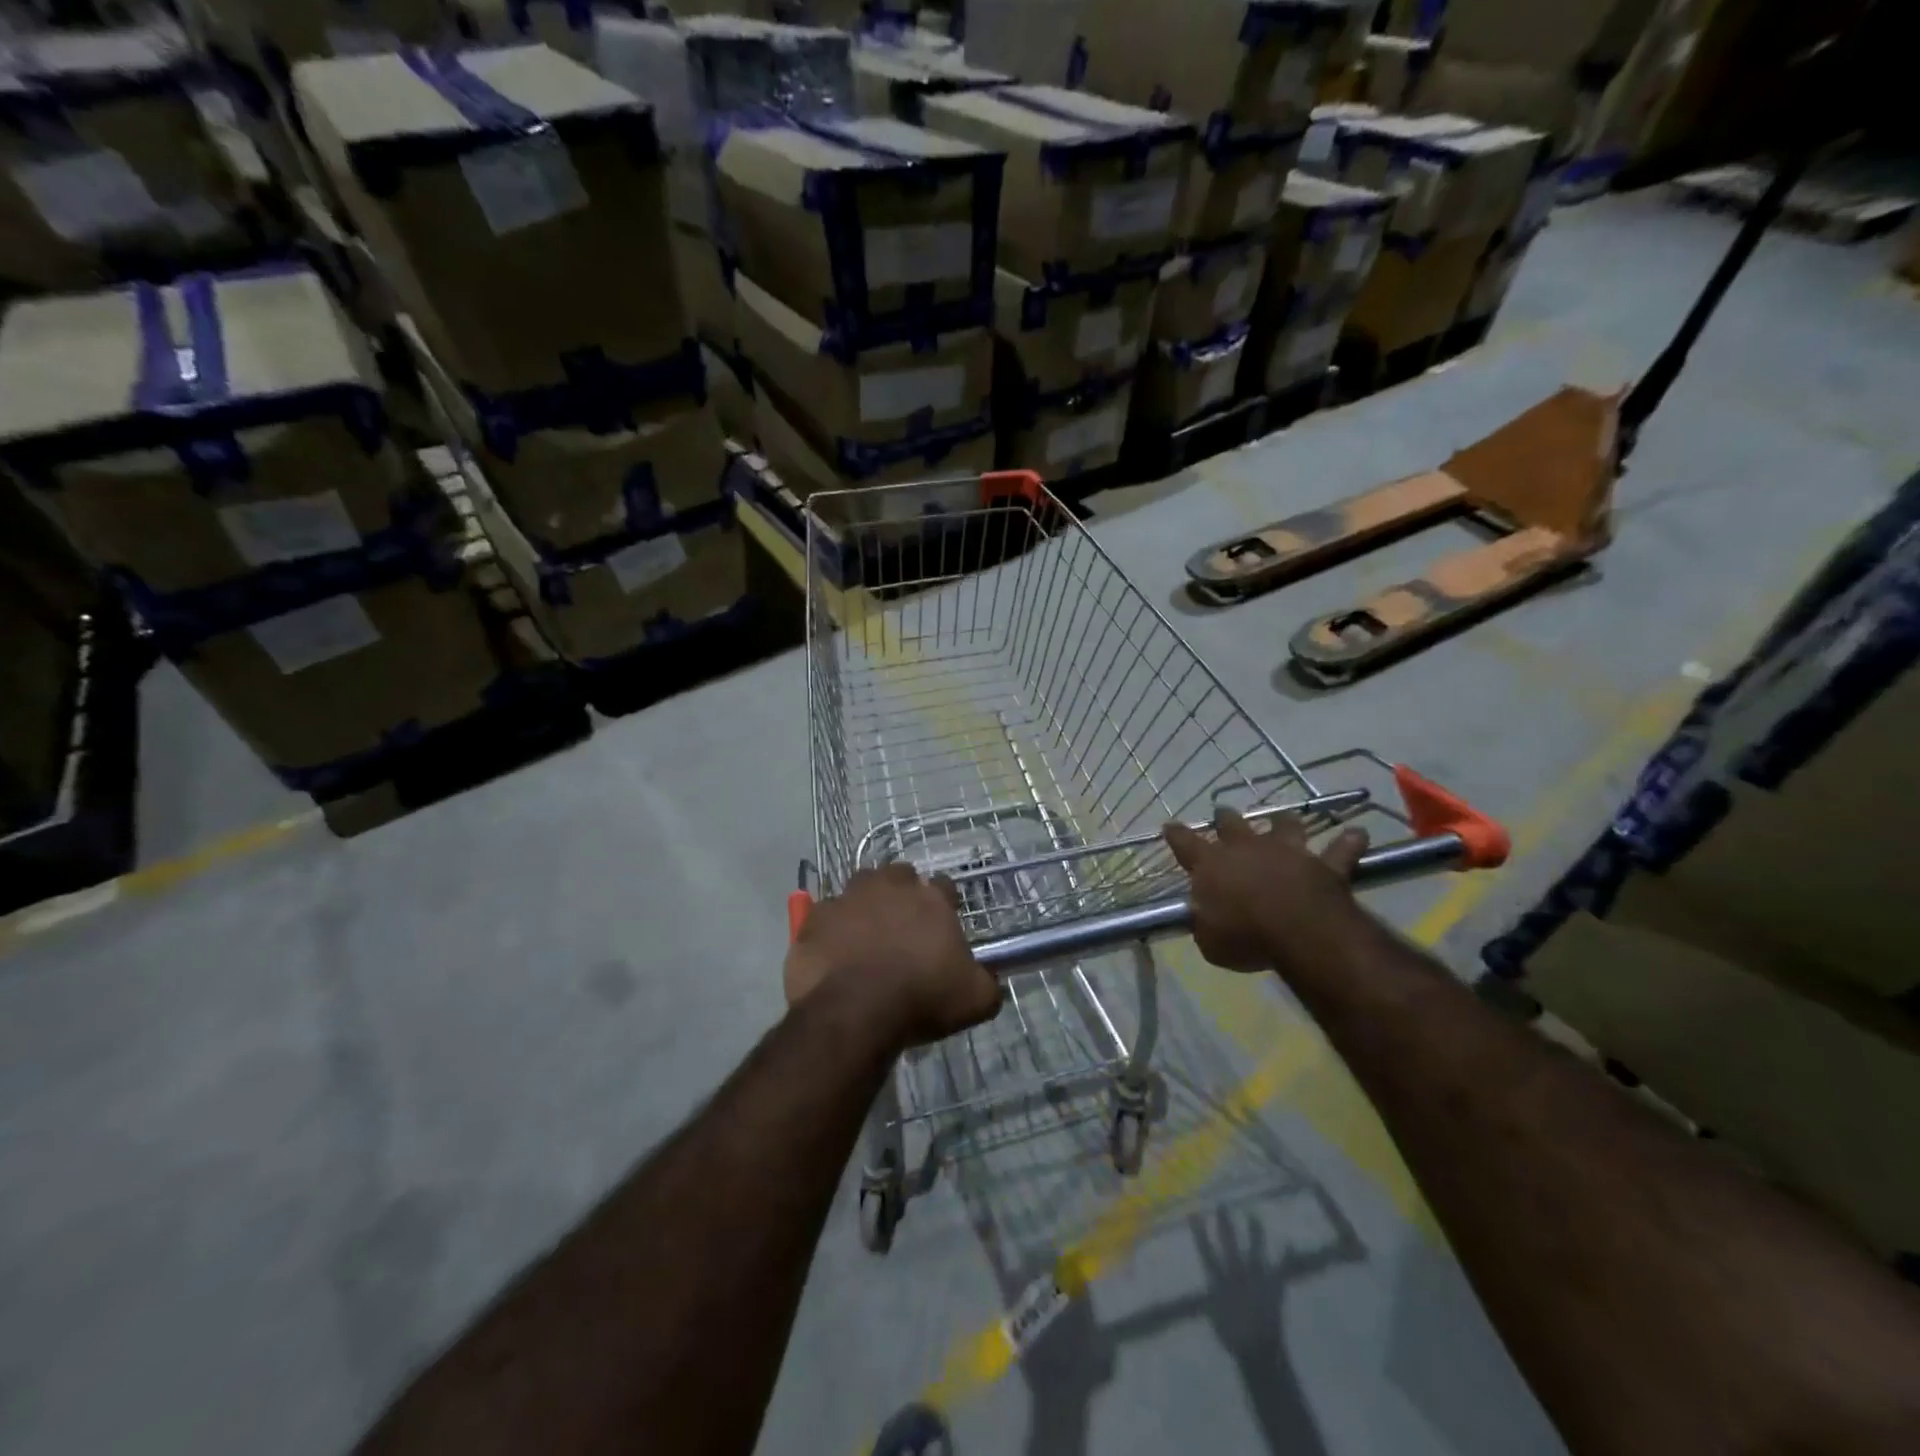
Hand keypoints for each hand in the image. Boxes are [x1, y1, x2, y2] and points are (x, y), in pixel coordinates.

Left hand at [784, 864, 1001, 1050]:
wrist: (855, 1011)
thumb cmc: (921, 999)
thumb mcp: (975, 1000)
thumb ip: (987, 984)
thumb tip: (992, 982)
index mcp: (931, 900)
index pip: (944, 886)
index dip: (944, 902)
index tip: (942, 922)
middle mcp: (890, 887)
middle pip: (899, 875)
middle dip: (901, 891)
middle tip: (902, 923)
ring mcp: (848, 898)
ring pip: (859, 886)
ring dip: (865, 902)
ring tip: (865, 932)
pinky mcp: (816, 918)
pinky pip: (825, 915)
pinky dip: (830, 928)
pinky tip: (833, 951)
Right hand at [1164, 809, 1368, 975]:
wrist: (1298, 930)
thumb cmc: (1245, 936)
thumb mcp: (1210, 940)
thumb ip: (1204, 923)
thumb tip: (1202, 917)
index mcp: (1212, 865)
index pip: (1186, 843)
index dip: (1176, 835)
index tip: (1169, 826)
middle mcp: (1246, 849)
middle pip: (1231, 824)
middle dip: (1225, 818)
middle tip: (1222, 812)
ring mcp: (1287, 851)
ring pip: (1284, 825)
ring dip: (1283, 821)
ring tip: (1285, 818)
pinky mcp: (1324, 864)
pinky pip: (1341, 849)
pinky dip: (1349, 842)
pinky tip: (1357, 834)